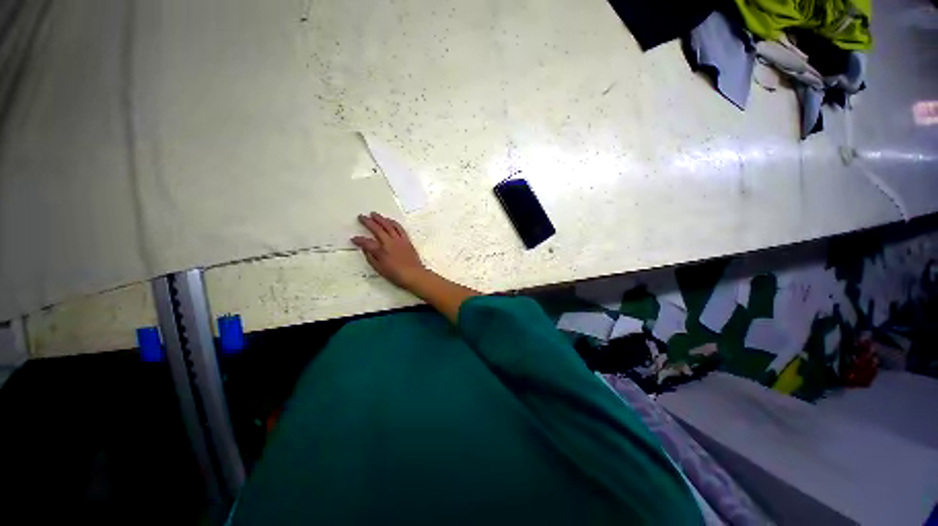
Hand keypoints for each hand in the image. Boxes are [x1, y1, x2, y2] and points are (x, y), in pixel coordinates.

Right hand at [352, 212, 427, 288]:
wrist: (414, 274)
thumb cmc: (396, 274)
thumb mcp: (379, 269)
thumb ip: (370, 258)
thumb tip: (365, 249)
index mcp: (381, 251)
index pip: (366, 242)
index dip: (359, 240)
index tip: (354, 238)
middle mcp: (389, 243)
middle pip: (377, 229)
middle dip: (368, 222)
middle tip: (361, 217)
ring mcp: (399, 240)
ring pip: (388, 226)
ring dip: (380, 219)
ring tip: (374, 214)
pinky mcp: (406, 240)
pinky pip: (399, 228)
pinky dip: (393, 223)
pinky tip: (389, 220)